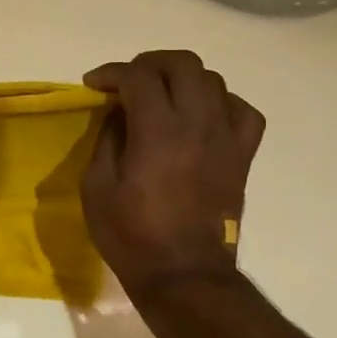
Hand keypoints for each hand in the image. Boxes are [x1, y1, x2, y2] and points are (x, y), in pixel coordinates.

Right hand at [81, 50, 265, 296]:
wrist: (184, 274)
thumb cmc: (132, 234)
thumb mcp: (97, 187)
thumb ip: (108, 139)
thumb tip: (119, 114)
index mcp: (158, 132)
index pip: (138, 76)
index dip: (112, 72)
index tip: (93, 84)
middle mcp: (198, 125)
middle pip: (182, 64)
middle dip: (149, 63)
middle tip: (128, 81)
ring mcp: (226, 139)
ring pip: (213, 81)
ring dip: (182, 79)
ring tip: (162, 95)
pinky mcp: (242, 157)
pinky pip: (243, 111)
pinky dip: (220, 102)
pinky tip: (202, 115)